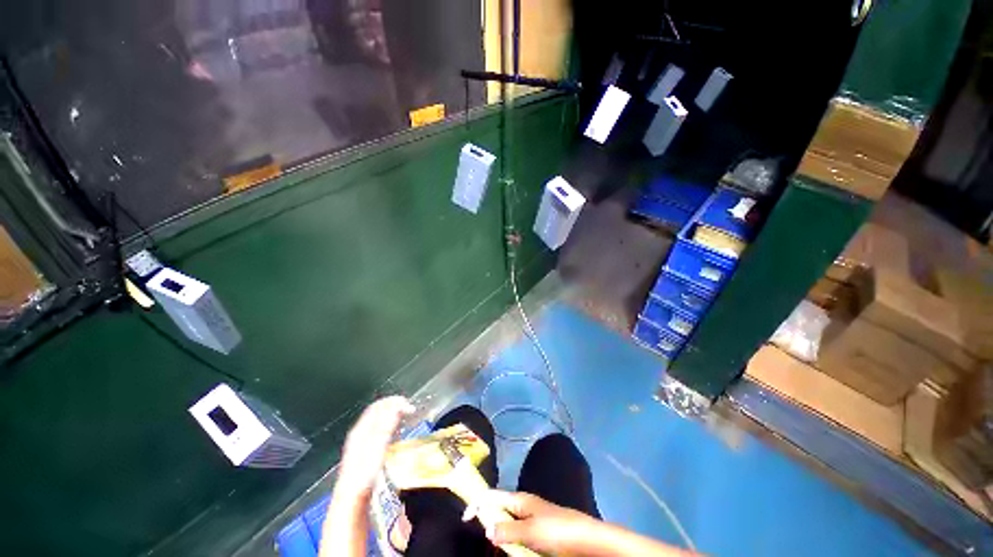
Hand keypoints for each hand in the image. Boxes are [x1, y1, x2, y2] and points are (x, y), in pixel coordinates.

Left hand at [336, 396, 414, 497]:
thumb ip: (387, 424)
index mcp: (361, 429)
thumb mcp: (378, 445)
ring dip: (393, 416)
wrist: (352, 497)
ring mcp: (361, 443)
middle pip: (377, 412)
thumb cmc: (365, 471)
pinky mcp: (365, 453)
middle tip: (409, 409)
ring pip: (378, 422)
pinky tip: (396, 433)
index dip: (392, 401)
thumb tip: (398, 405)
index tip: (407, 403)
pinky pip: (379, 432)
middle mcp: (360, 433)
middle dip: (394, 407)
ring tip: (405, 418)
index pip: (377, 406)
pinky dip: (390, 427)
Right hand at [464, 490, 601, 555]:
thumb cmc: (556, 530)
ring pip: (507, 525)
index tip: (466, 517)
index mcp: (519, 499)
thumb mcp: (529, 531)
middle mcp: (523, 506)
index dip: (478, 502)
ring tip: (495, 544)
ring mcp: (531, 520)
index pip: (493, 495)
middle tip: (483, 536)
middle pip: (499, 510)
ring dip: (500, 534)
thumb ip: (507, 530)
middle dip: (488, 521)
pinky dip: (511, 542)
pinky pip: (518, 536)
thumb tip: (486, 527)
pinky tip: (510, 549)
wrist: (584, 539)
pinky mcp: (538, 533)